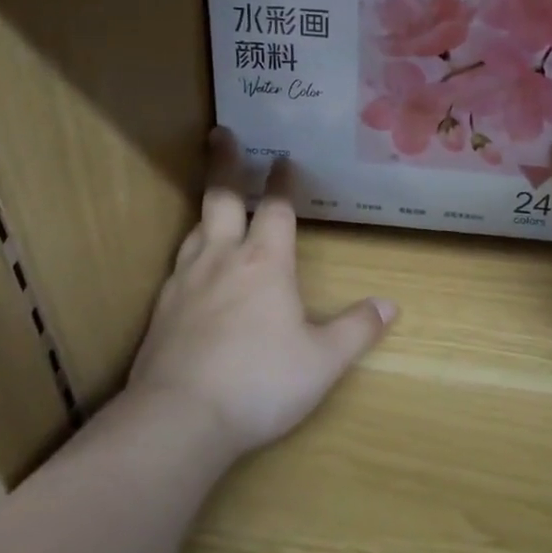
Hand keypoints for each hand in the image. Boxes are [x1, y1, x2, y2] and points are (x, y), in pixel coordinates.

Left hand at [126, 129, 396, 455]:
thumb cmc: (260, 382)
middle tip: (222, 134)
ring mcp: (185, 281)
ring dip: (208, 208)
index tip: (285, 158)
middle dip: (226, 163)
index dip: (283, 181)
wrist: (179, 418)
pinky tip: (193, 266)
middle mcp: (222, 259)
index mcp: (265, 263)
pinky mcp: (161, 308)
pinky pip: (179, 264)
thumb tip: (389, 305)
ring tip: (214, 201)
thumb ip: (356, 329)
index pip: (277, 208)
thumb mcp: (322, 361)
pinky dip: (192, 250)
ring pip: (196, 228)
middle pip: (221, 197)